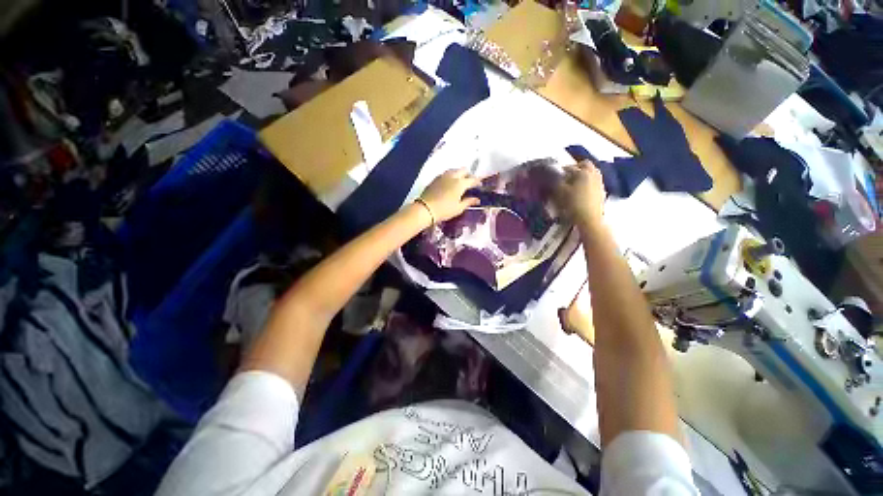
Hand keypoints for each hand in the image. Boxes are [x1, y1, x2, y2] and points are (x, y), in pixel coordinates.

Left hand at [419, 169, 480, 222]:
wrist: (425, 209)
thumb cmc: (444, 210)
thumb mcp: (458, 208)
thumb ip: (468, 202)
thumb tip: (477, 199)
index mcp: (460, 183)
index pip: (472, 180)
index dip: (477, 181)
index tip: (480, 184)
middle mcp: (452, 176)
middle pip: (463, 170)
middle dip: (468, 175)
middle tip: (470, 182)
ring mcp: (443, 176)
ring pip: (454, 170)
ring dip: (459, 173)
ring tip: (460, 181)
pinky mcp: (435, 179)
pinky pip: (446, 173)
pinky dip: (451, 176)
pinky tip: (450, 182)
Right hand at [558, 160, 606, 228]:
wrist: (590, 218)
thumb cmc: (573, 204)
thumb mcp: (560, 193)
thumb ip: (557, 183)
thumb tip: (555, 177)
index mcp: (582, 172)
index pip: (570, 167)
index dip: (562, 170)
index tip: (557, 174)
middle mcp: (593, 174)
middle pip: (585, 165)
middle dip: (577, 167)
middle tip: (568, 174)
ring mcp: (599, 182)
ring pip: (592, 172)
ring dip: (583, 174)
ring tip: (575, 181)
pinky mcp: (602, 190)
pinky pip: (595, 180)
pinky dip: (588, 181)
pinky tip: (582, 189)